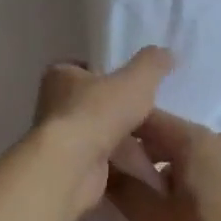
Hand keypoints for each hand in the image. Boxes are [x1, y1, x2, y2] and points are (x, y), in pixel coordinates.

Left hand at [34, 48, 172, 218]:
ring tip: (154, 144)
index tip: (132, 85)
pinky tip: (142, 166)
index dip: (108, 75)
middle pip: (94, 104)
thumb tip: (167, 53)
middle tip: (149, 115)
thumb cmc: (98, 113)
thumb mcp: (136, 80)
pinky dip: (119, 163)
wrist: (73, 166)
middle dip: (119, 111)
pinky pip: (100, 161)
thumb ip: (152, 64)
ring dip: (122, 140)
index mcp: (60, 76)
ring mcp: (60, 139)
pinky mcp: (68, 168)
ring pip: (98, 134)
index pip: (84, 69)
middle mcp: (53, 105)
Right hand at [104, 107, 220, 220]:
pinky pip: (200, 166)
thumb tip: (100, 164)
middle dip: (136, 152)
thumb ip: (123, 188)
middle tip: (110, 178)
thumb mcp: (154, 220)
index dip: (115, 129)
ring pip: (182, 152)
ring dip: (158, 168)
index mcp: (191, 138)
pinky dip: (180, 177)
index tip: (93, 149)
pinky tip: (172, 205)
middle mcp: (213, 137)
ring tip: (138, 196)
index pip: (143, 117)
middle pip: (163, 133)